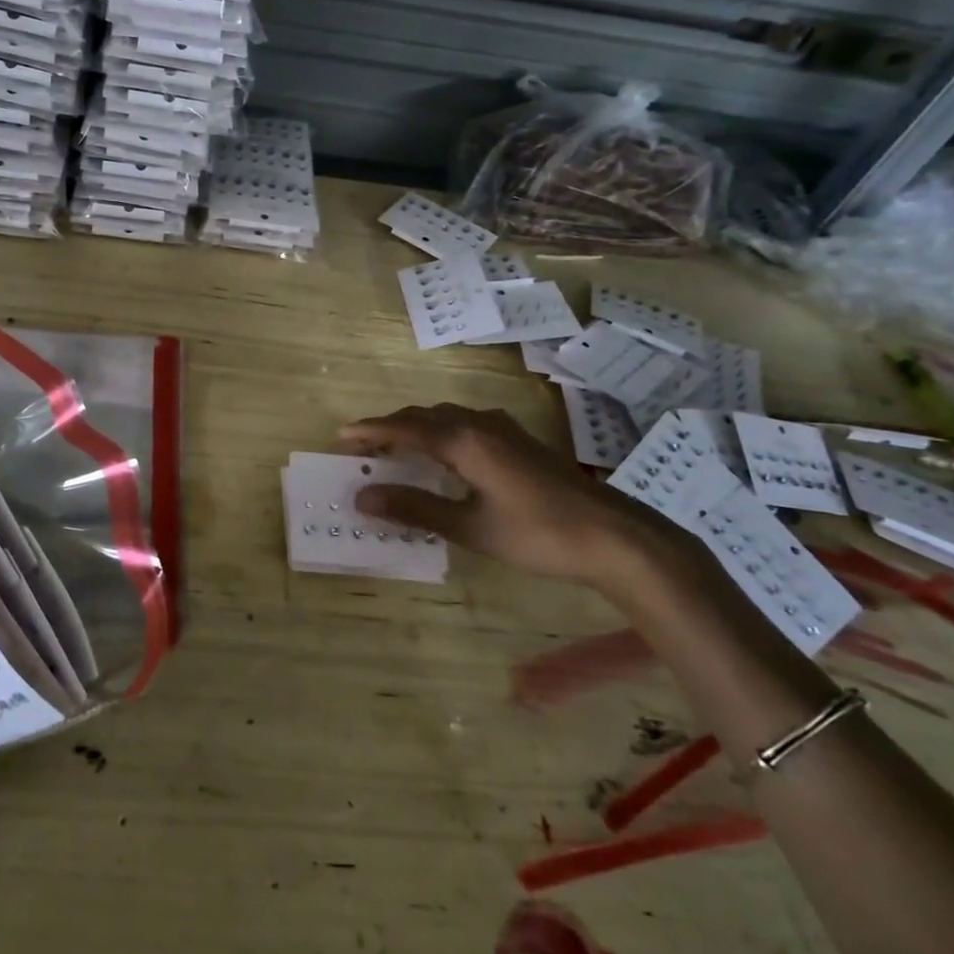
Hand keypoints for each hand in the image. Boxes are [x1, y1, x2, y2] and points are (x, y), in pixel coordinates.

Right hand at [341, 403, 697, 591]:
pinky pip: (466, 425)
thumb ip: (415, 508)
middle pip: (423, 417)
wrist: (612, 536)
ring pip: (446, 418)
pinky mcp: (519, 442)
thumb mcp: (469, 527)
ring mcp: (504, 430)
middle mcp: (479, 425)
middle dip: (390, 428)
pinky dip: (440, 433)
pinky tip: (444, 454)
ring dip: (416, 428)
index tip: (342, 436)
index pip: (405, 428)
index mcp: (464, 442)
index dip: (371, 431)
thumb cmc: (536, 534)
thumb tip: (363, 497)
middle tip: (362, 447)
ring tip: (394, 449)